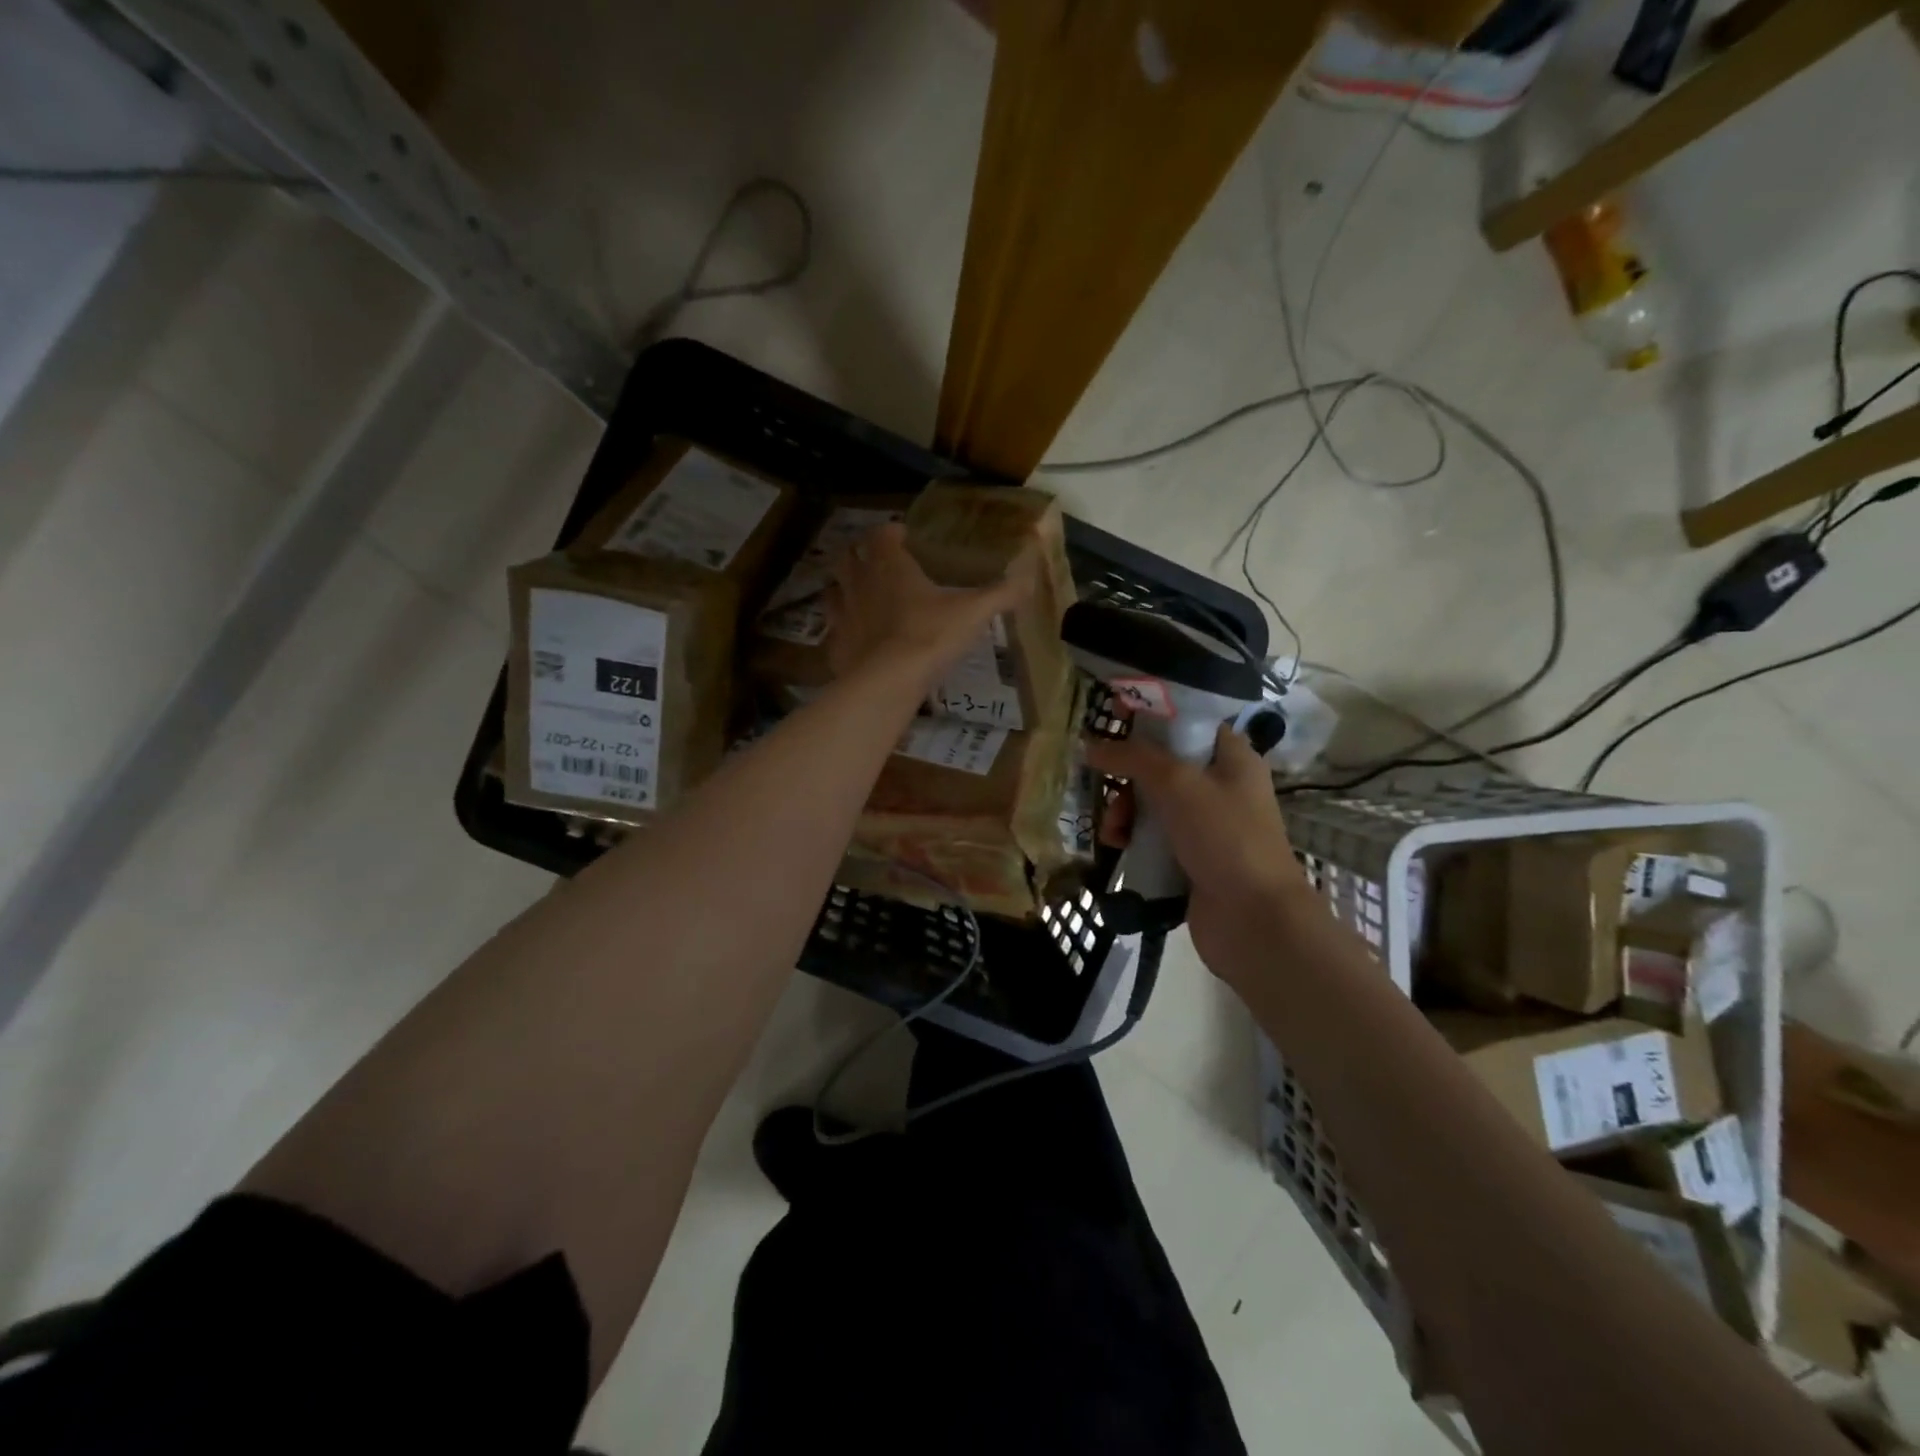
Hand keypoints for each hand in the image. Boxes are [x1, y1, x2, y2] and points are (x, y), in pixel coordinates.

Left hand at [826, 522, 1036, 690]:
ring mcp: (842, 615)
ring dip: (843, 588)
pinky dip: (843, 629)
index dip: (890, 533)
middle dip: (858, 554)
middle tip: (875, 561)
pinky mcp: (835, 646)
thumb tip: (1029, 578)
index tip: (902, 537)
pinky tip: (856, 639)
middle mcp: (860, 584)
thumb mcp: (974, 613)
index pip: (882, 535)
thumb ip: (1001, 594)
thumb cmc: (930, 636)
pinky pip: (834, 630)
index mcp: (891, 567)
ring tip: (860, 595)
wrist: (888, 682)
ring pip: (833, 590)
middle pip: (847, 556)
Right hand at [1087, 723, 1311, 982]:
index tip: (1114, 723)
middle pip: (1162, 765)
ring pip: (1152, 803)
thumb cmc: (1224, 837)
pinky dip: (1132, 837)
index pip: (1188, 724)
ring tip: (1113, 830)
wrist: (1253, 920)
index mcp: (1232, 758)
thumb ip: (1134, 758)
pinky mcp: (1190, 858)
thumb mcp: (1178, 784)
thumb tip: (1091, 745)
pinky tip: (1117, 847)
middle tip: (1108, 787)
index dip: (1151, 720)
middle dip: (1128, 777)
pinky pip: (1152, 836)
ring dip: (1124, 811)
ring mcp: (1206, 825)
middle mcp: (1221, 787)